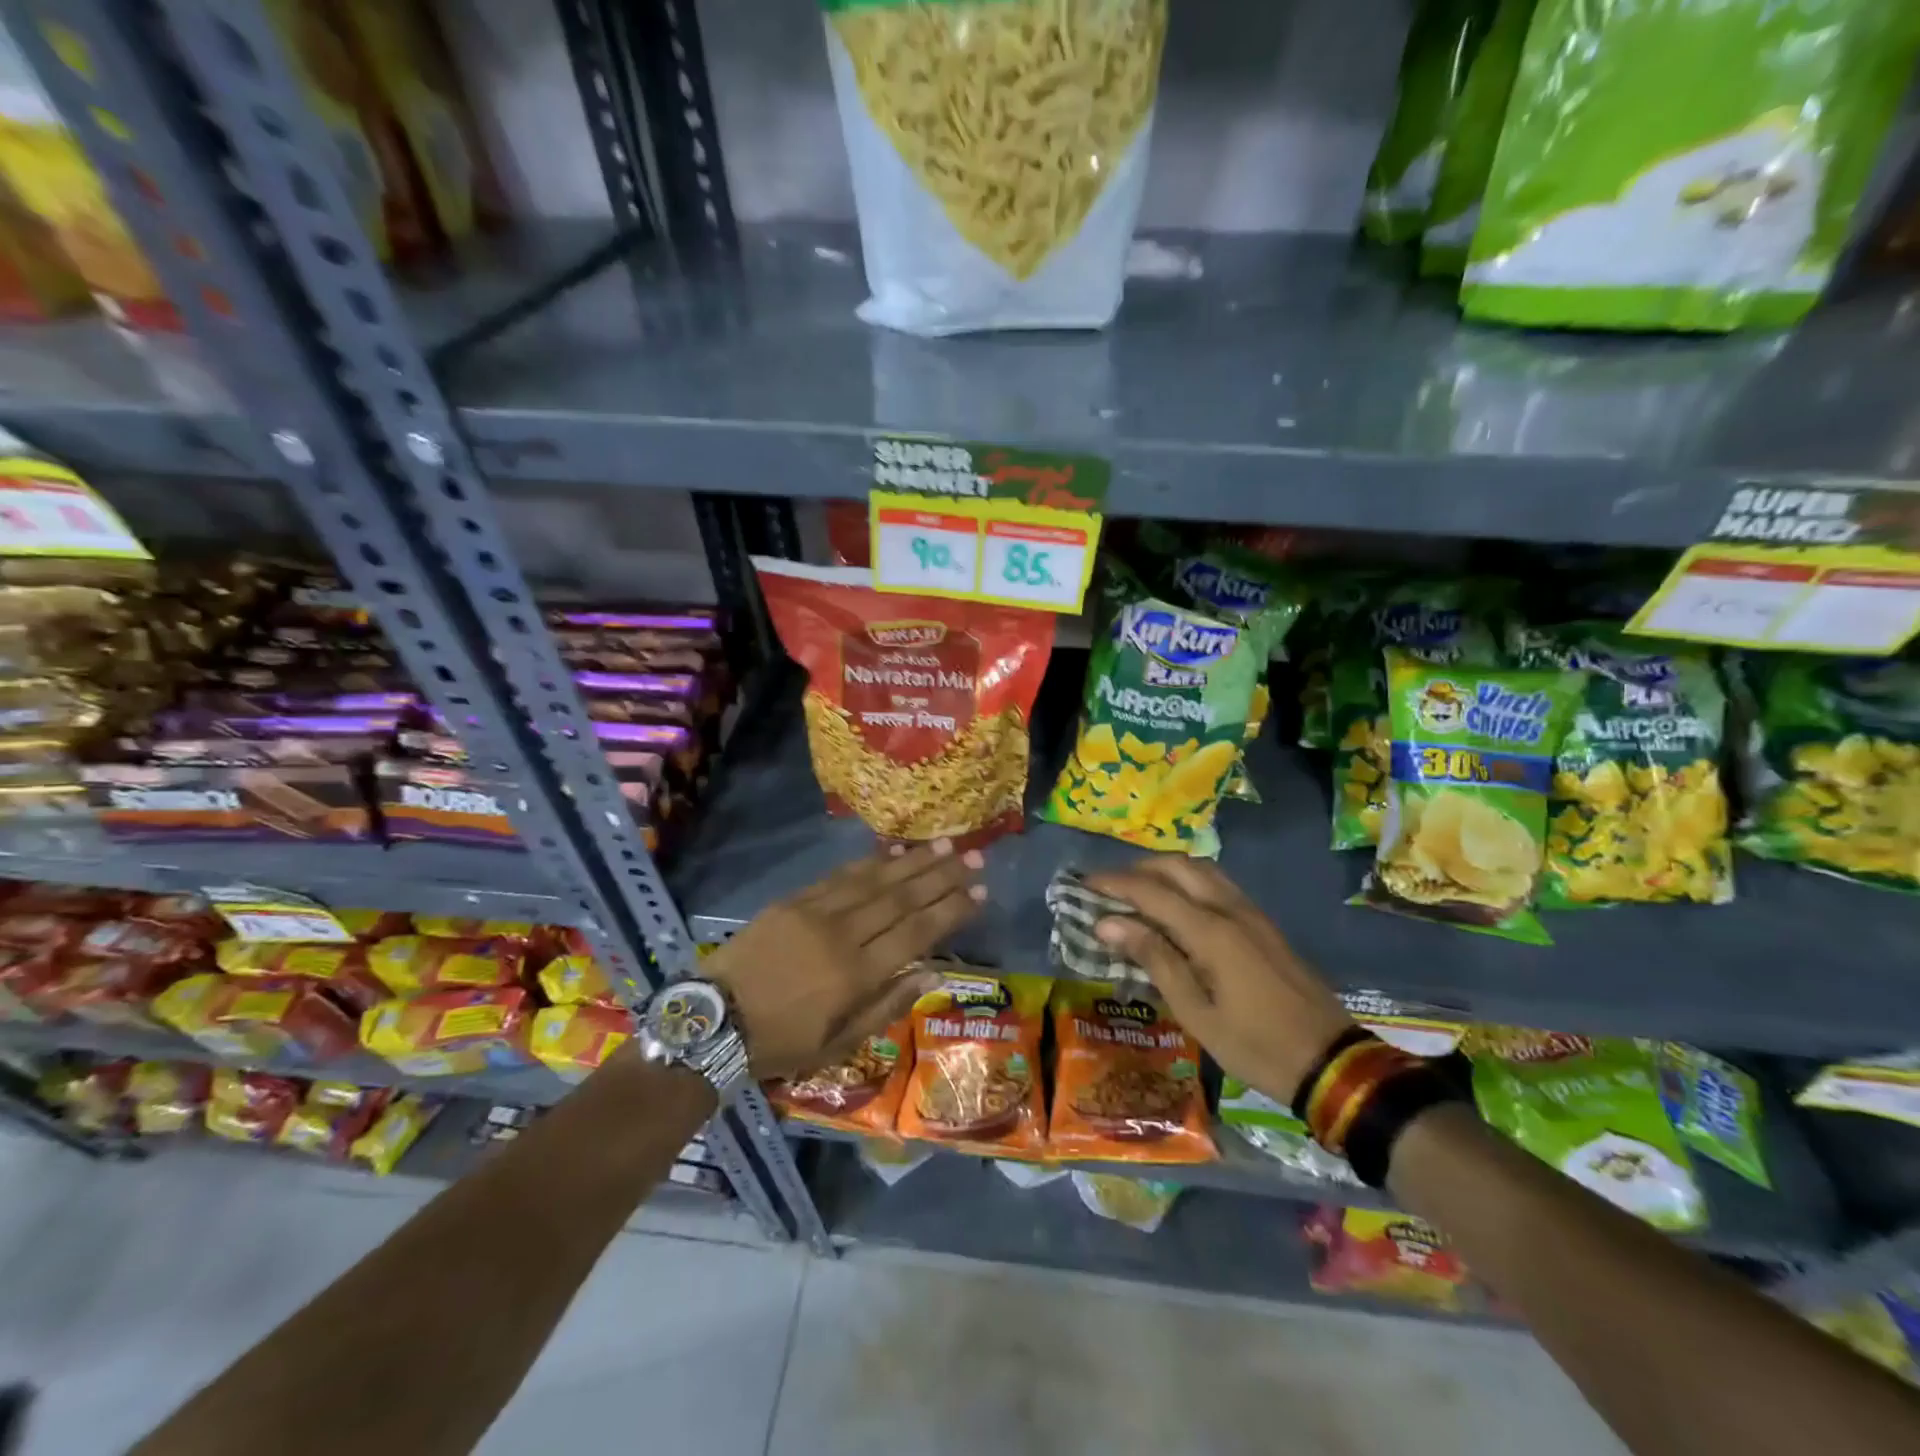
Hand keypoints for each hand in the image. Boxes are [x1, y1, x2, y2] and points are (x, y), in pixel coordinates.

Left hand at [704, 840, 986, 1080]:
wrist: (712, 1020)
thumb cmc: (780, 1042)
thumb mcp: (838, 1045)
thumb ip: (887, 1006)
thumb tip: (933, 972)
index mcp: (856, 975)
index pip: (916, 932)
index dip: (951, 910)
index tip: (981, 891)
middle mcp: (842, 935)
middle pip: (901, 898)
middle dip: (942, 876)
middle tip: (976, 856)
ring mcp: (816, 912)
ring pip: (874, 880)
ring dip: (912, 861)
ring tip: (945, 845)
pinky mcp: (793, 901)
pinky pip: (839, 876)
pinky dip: (870, 862)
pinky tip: (892, 851)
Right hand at [1085, 858, 1353, 1102]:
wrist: (1331, 1061)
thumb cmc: (1255, 1045)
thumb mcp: (1196, 1012)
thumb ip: (1154, 959)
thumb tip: (1109, 923)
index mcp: (1211, 931)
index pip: (1151, 891)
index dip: (1114, 884)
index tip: (1083, 885)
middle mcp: (1230, 909)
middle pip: (1177, 866)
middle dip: (1138, 869)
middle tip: (1108, 888)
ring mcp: (1251, 913)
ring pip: (1201, 869)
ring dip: (1164, 870)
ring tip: (1137, 892)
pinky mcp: (1263, 923)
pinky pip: (1218, 884)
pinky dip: (1188, 881)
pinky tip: (1176, 905)